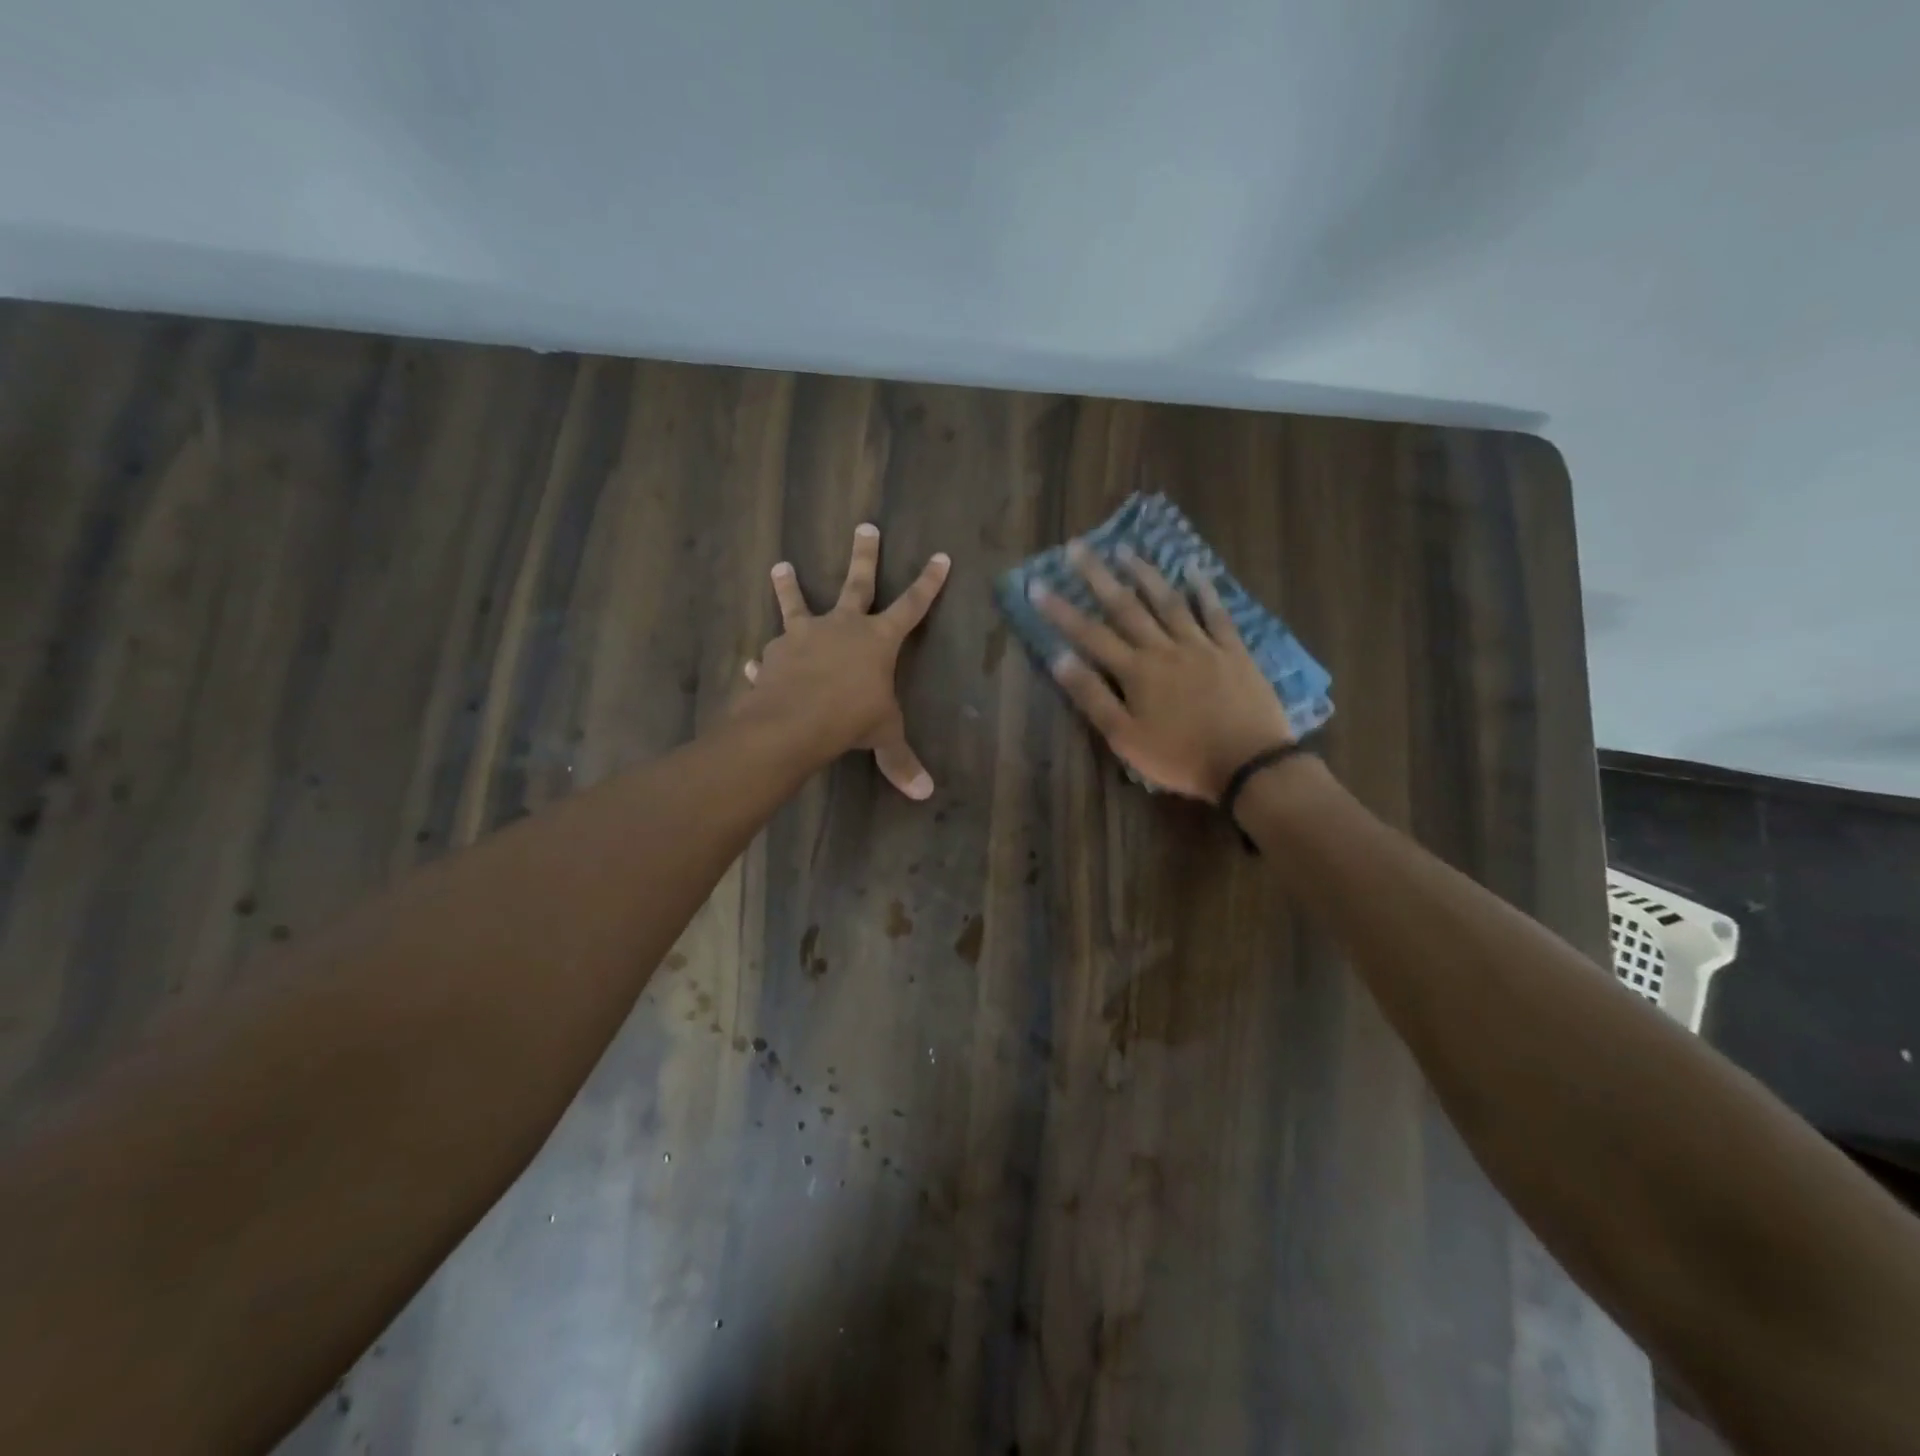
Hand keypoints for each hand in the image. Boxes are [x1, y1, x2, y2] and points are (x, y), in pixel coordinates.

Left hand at [738, 524, 950, 798]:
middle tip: (865, 525)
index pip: (912, 606)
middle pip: (857, 583)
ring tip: (780, 566)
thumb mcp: (883, 737)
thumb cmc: (850, 719)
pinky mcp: (776, 653)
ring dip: (789, 586)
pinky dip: (766, 659)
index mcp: (878, 640)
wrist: (794, 721)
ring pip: (797, 603)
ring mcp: (805, 636)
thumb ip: (900, 761)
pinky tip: (754, 664)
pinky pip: (771, 654)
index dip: (929, 583)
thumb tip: (925, 794)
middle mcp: (842, 627)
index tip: (940, 556)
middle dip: (865, 555)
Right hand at [1032, 541, 1293, 800]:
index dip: (1060, 610)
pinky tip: (1194, 570)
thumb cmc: (1180, 757)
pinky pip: (1216, 614)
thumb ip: (1093, 697)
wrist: (1248, 763)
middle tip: (1078, 547)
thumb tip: (1060, 658)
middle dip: (1098, 576)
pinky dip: (1204, 591)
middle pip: (1126, 607)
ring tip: (1125, 550)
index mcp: (1135, 671)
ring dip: (1145, 574)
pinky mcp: (1233, 651)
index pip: (1089, 634)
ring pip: (1168, 602)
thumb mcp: (1125, 737)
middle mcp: (1164, 648)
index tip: (1037, 584)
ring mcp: (1201, 645)